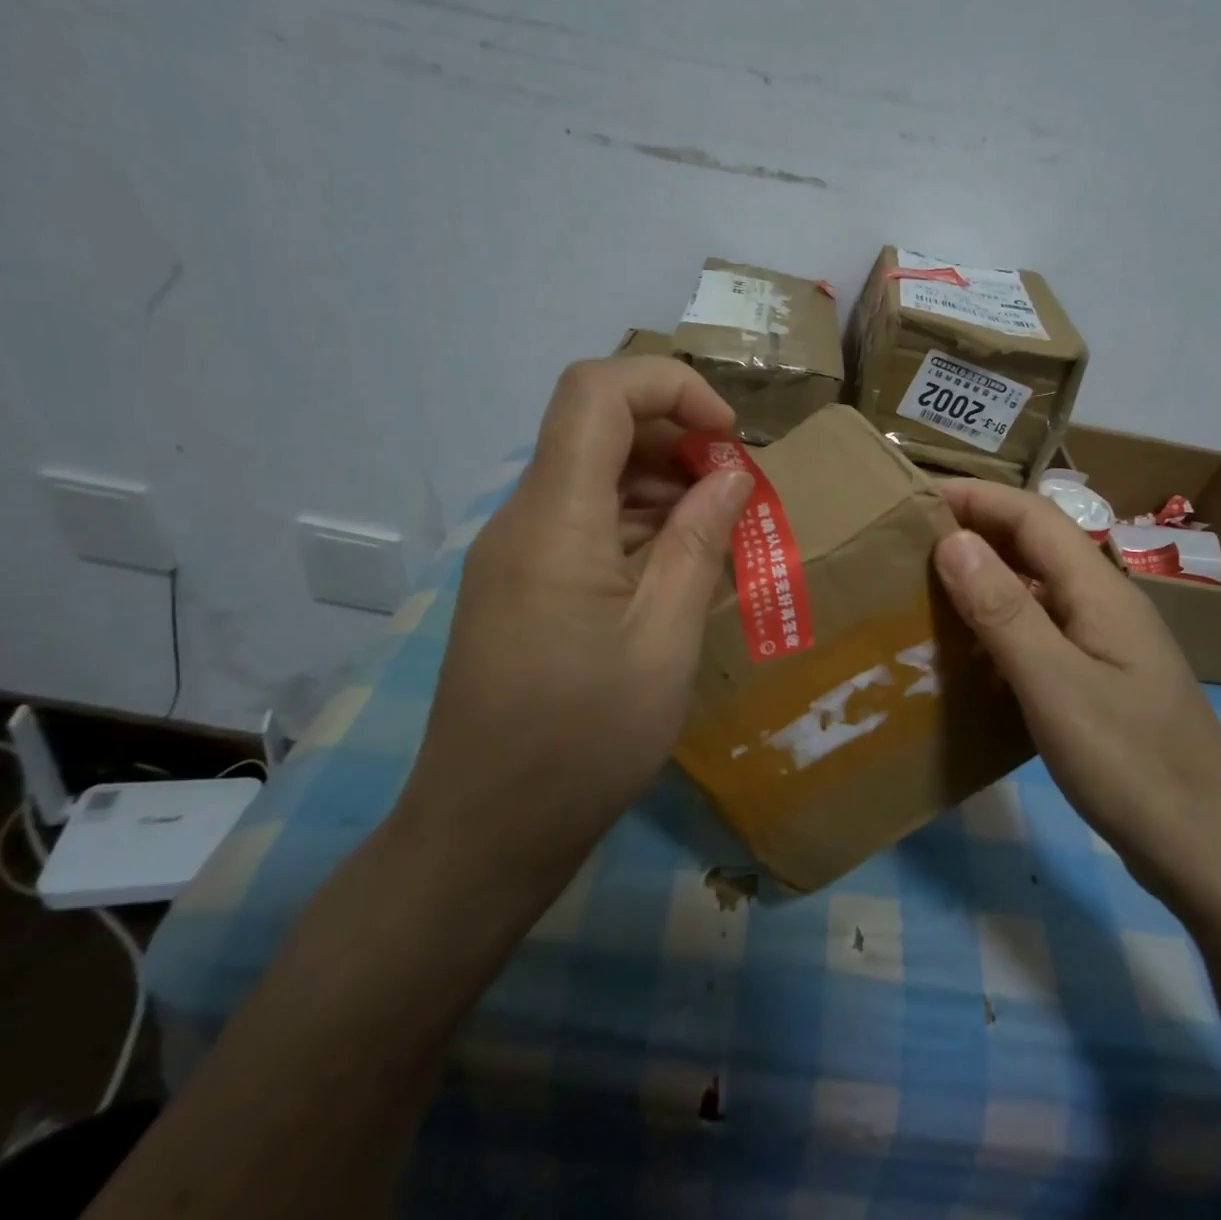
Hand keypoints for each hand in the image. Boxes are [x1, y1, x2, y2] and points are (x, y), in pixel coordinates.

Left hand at [391, 357, 752, 903]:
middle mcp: (524, 519)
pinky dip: (637, 522)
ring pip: (592, 473)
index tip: (729, 436)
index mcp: (554, 520)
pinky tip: (678, 564)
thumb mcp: (665, 642)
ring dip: (661, 482)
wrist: (484, 835)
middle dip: (676, 435)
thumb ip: (699, 542)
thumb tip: (731, 474)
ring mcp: (516, 552)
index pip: (597, 391)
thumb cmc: (583, 743)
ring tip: (720, 529)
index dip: (670, 386)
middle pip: (595, 425)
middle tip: (736, 490)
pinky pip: (583, 521)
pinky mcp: (521, 585)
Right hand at [932, 480, 1220, 902]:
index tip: (917, 496)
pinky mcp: (1102, 680)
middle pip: (1037, 544)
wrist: (1210, 853)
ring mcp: (1107, 643)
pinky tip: (969, 650)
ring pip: (1038, 588)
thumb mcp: (1056, 685)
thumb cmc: (1133, 766)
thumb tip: (952, 540)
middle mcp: (1106, 604)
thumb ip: (1004, 611)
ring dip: (986, 576)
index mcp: (1101, 591)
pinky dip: (1000, 623)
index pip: (1032, 516)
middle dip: (977, 529)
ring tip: (928, 586)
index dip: (976, 497)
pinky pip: (1042, 630)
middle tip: (911, 539)